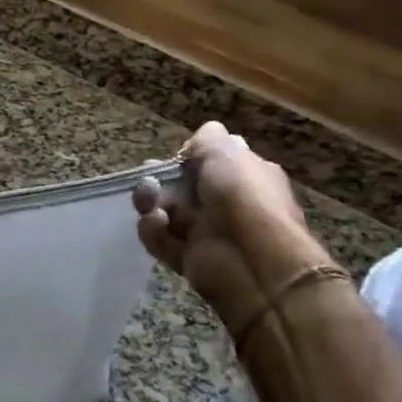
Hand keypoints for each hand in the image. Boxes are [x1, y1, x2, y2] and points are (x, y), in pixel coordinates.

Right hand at [132, 122, 321, 354]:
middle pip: (180, 186)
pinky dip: (153, 231)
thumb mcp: (226, 151)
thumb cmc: (243, 197)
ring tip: (150, 202)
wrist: (254, 262)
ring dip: (150, 202)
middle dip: (159, 179)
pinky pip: (159, 239)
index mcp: (244, 175)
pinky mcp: (187, 257)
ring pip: (164, 210)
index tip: (176, 157)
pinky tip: (158, 224)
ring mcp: (206, 232)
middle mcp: (225, 203)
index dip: (188, 157)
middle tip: (148, 178)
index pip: (210, 161)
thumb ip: (207, 139)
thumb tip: (198, 140)